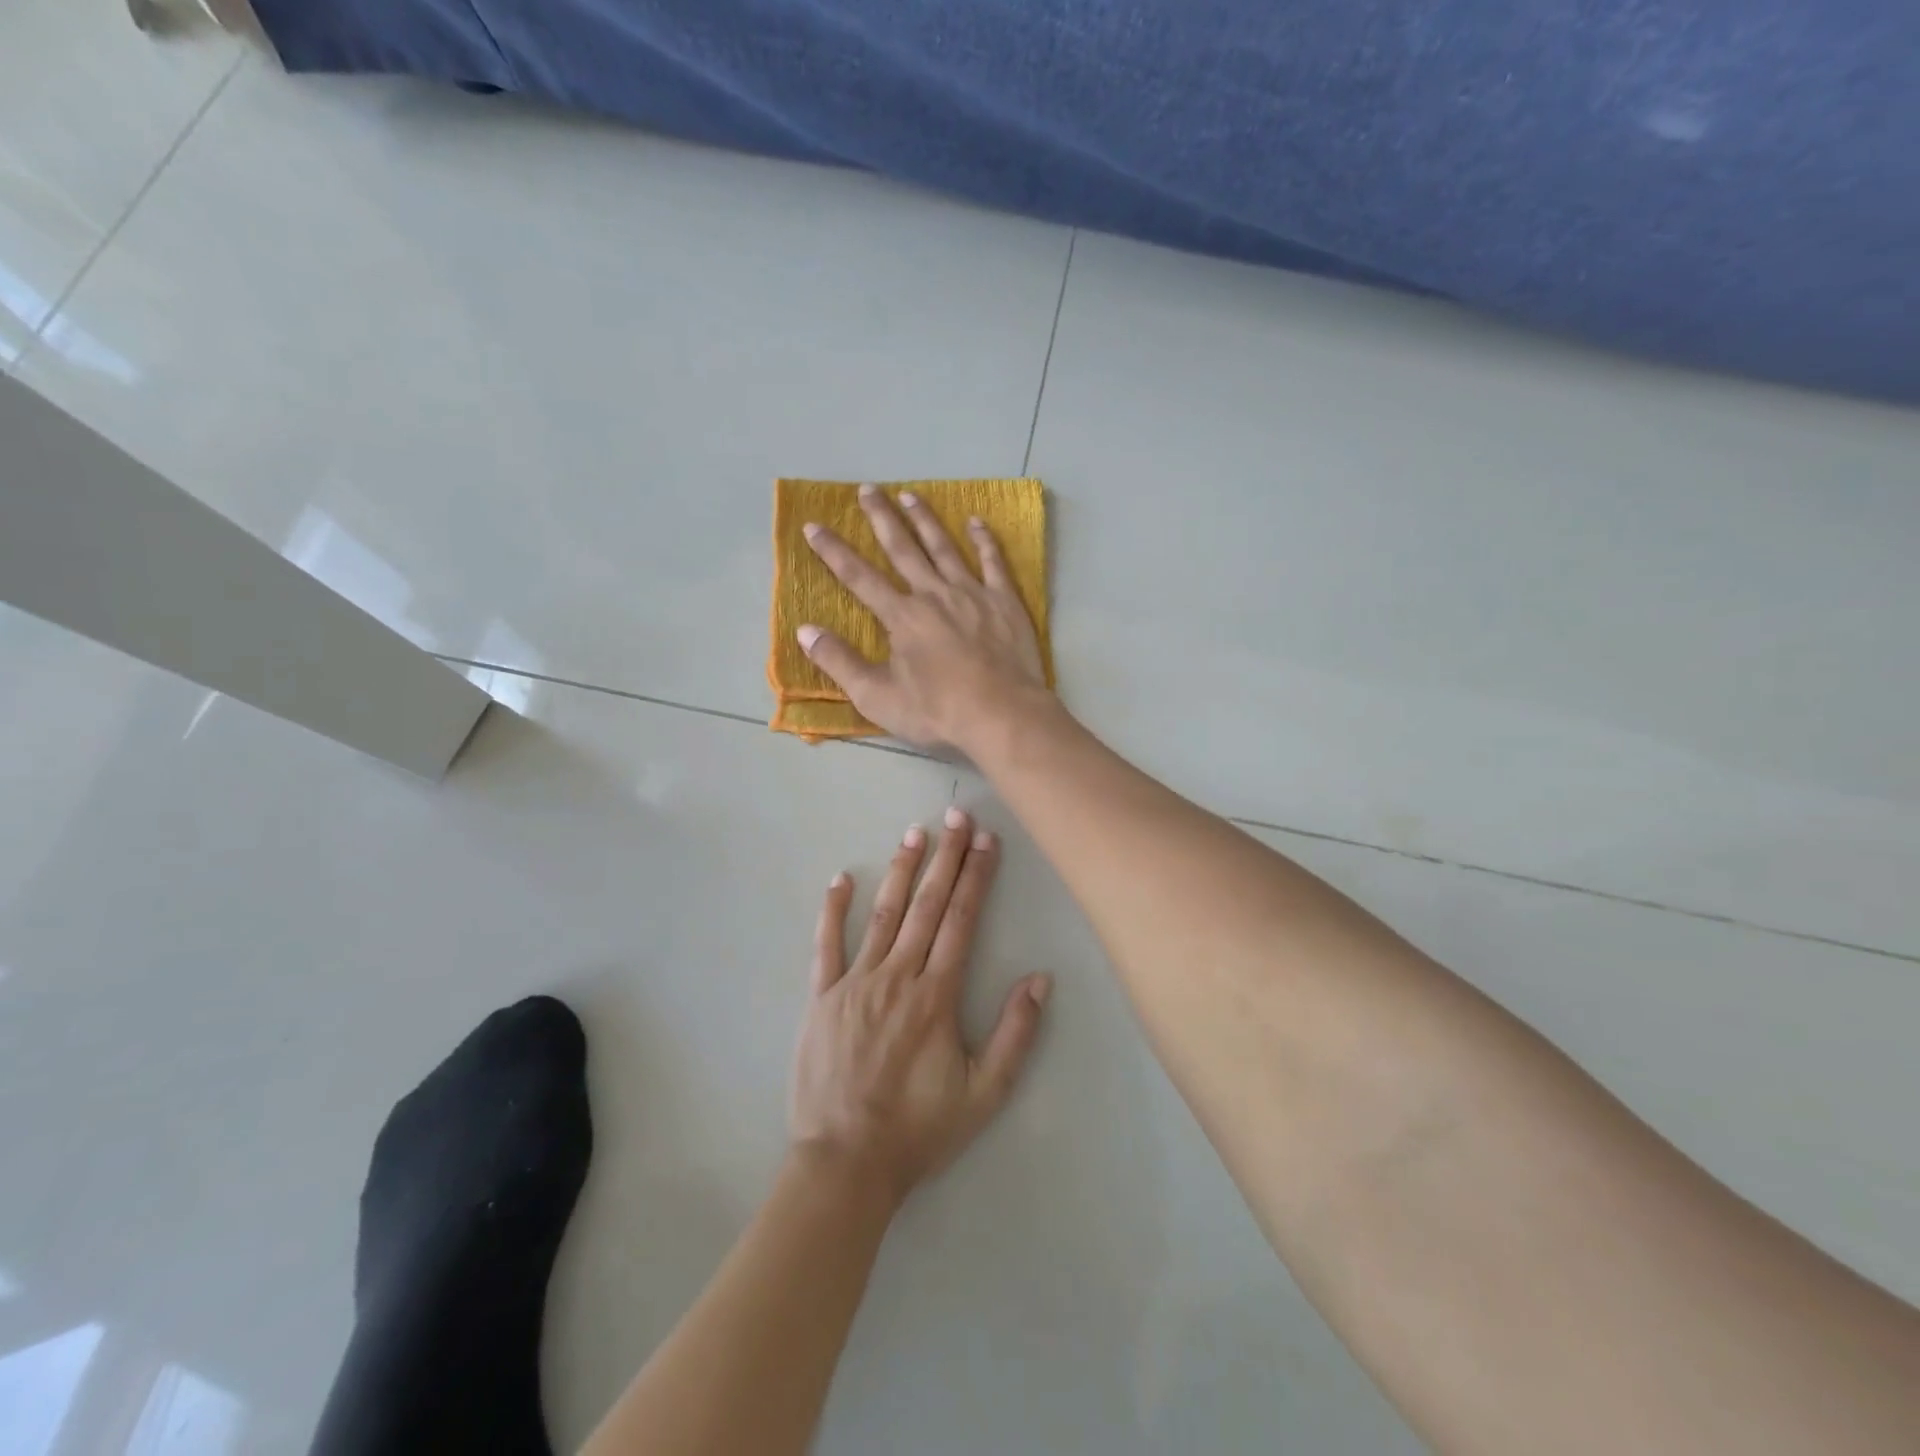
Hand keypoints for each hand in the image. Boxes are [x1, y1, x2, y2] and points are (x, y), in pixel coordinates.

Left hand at [790, 807, 1051, 1206]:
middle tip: (956, 815)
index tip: (987, 840)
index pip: (961, 920)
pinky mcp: (821, 996)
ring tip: (914, 833)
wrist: (846, 1163)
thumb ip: (1015, 1034)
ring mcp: (854, 982)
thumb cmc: (919, 1129)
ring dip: (900, 870)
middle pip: (925, 905)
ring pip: (882, 914)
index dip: (977, 877)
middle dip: (945, 857)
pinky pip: (826, 944)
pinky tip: (841, 879)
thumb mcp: (984, 1093)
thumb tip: (1040, 979)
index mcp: (936, 995)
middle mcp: (897, 976)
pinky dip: (833, 909)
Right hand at [798, 486, 1050, 751]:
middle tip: (867, 489)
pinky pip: (993, 562)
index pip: (859, 577)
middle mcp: (934, 594)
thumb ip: (839, 662)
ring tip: (909, 496)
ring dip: (925, 520)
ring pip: (944, 547)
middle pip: (903, 549)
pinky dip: (984, 540)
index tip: (815, 526)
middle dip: (881, 518)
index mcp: (902, 616)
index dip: (834, 551)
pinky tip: (976, 522)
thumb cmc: (937, 711)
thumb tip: (804, 631)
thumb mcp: (876, 696)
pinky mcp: (1004, 602)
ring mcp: (972, 593)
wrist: (1001, 714)